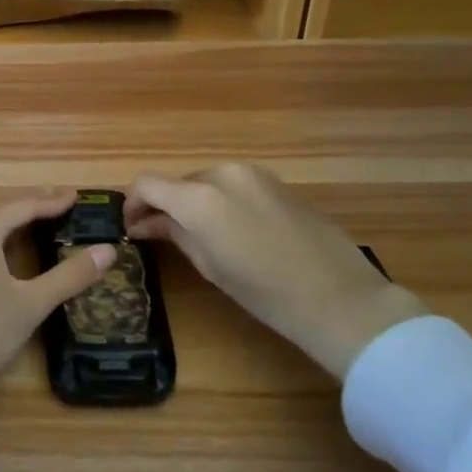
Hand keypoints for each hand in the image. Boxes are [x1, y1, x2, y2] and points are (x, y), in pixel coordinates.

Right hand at [125, 164, 429, 379]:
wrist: (338, 297)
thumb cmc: (265, 293)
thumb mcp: (209, 266)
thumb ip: (174, 234)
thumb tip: (145, 224)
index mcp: (199, 197)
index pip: (147, 183)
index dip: (132, 203)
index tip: (132, 227)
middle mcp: (222, 174)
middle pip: (177, 182)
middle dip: (165, 205)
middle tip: (162, 236)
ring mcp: (253, 174)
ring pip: (206, 181)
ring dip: (194, 202)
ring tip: (200, 236)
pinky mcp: (276, 182)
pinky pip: (234, 185)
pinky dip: (221, 200)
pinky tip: (234, 231)